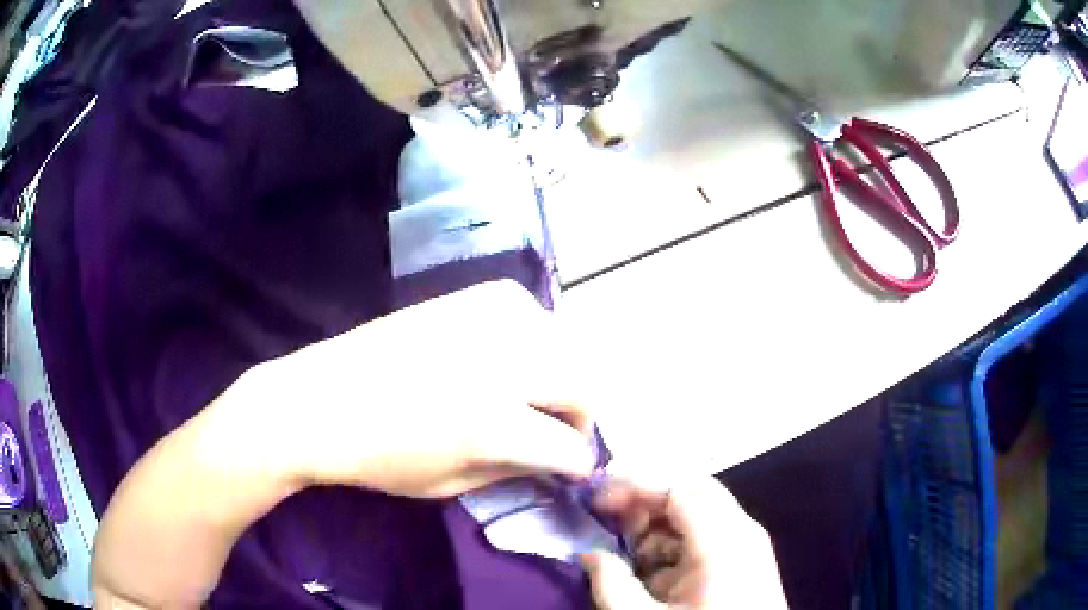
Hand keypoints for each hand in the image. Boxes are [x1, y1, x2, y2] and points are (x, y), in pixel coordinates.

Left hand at [244, 280, 595, 497]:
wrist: (319, 401)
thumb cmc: (379, 458)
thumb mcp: (450, 484)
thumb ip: (515, 469)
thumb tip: (556, 458)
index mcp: (494, 423)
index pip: (569, 445)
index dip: (577, 462)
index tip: (573, 468)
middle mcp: (501, 364)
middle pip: (582, 382)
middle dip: (581, 413)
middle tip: (558, 430)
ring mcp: (484, 322)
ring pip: (563, 340)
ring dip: (560, 371)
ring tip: (534, 392)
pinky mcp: (465, 298)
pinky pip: (525, 308)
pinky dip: (531, 333)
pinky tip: (508, 352)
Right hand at [582, 475, 786, 608]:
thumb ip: (611, 584)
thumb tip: (589, 554)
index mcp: (723, 541)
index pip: (678, 489)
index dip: (634, 487)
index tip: (595, 499)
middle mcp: (742, 531)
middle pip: (691, 493)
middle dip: (646, 502)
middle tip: (608, 519)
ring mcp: (748, 545)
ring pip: (700, 513)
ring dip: (660, 525)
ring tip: (627, 551)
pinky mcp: (746, 561)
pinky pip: (708, 536)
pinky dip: (676, 544)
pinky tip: (654, 571)